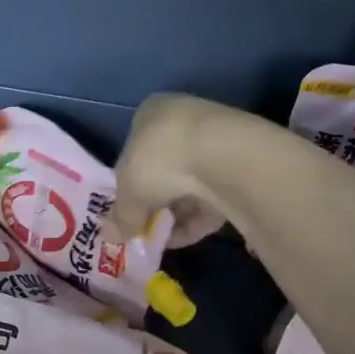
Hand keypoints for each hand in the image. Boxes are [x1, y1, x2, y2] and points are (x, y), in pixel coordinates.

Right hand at [110, 93, 244, 244]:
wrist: (220, 157)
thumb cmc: (158, 160)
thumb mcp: (127, 192)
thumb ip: (121, 215)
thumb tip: (115, 236)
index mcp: (151, 113)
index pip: (134, 149)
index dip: (128, 184)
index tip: (127, 210)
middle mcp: (183, 122)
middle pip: (163, 170)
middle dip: (153, 203)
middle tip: (143, 228)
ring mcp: (214, 145)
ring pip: (188, 187)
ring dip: (174, 216)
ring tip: (161, 240)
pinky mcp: (239, 171)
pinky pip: (211, 200)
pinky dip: (195, 221)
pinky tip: (182, 239)